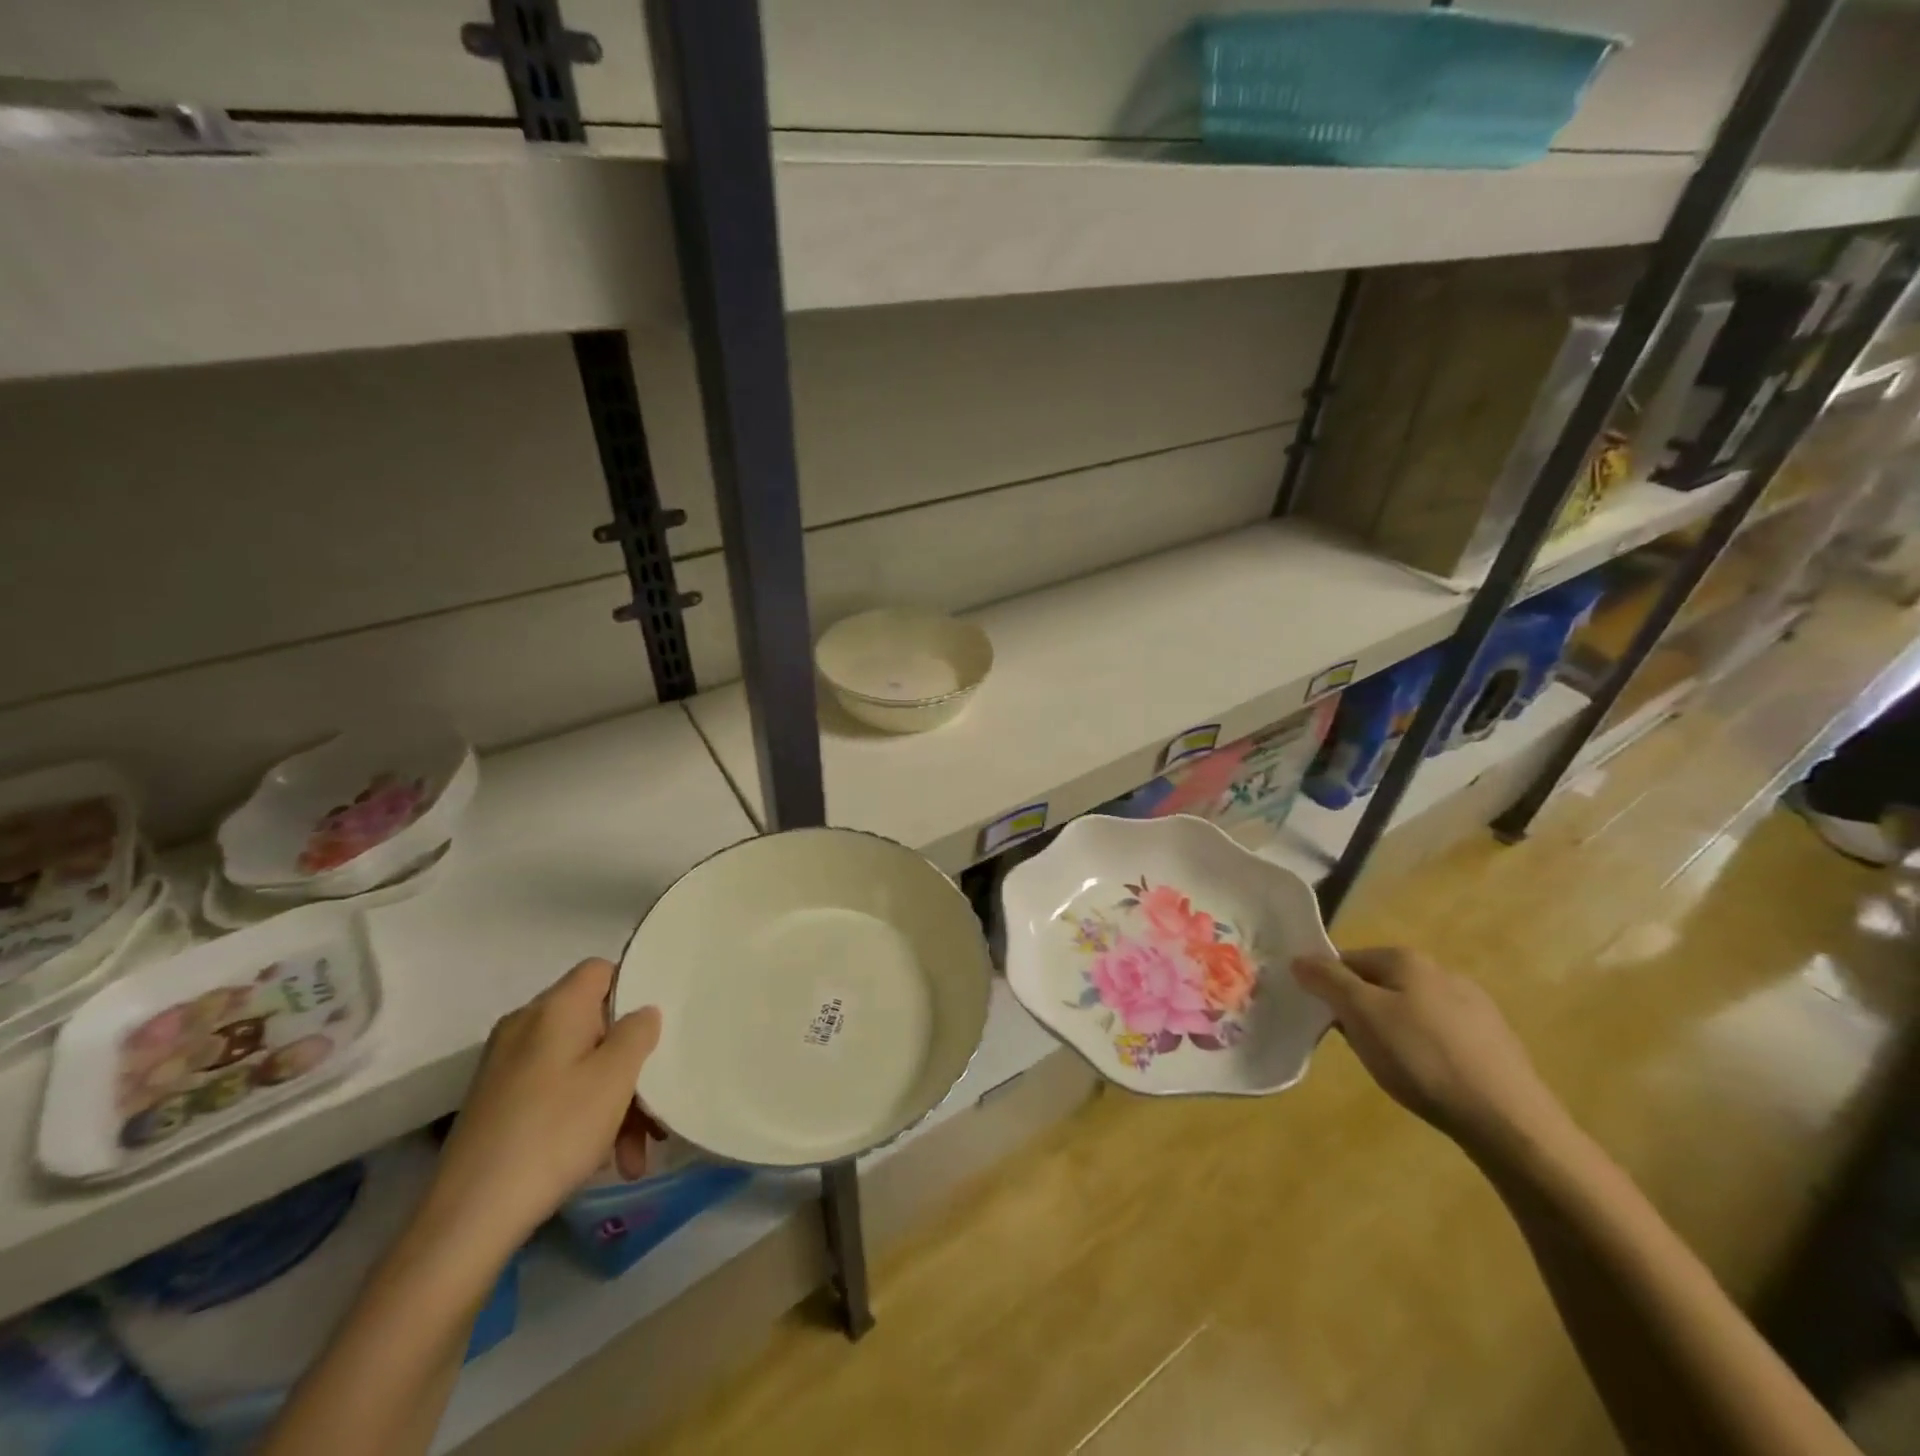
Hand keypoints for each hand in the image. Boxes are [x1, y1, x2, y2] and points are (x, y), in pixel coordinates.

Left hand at [428, 959, 661, 1257]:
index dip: (634, 990)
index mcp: (554, 1009)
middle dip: (631, 1065)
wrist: (467, 1219)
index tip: (657, 1031)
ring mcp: (506, 1067)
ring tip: (634, 1154)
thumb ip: (638, 1032)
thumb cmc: (553, 1132)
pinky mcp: (497, 1104)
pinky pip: (556, 1092)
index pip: (602, 971)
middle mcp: (525, 1027)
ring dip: (613, 1101)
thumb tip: (642, 1012)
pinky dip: (583, 1117)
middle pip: (595, 1025)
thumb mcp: (615, 1077)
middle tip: (655, 1108)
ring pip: (579, 1065)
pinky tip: (603, 1161)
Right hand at [1292, 947, 1568, 1161]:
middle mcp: (1440, 971)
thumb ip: (1327, 981)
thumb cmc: (1422, 1059)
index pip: (1345, 961)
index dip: (1327, 989)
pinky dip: (1424, 1049)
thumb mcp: (1361, 1015)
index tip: (1323, 1022)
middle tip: (1358, 1047)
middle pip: (1377, 984)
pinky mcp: (1493, 1040)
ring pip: (1408, 1009)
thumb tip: (1300, 958)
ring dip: (1391, 1031)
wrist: (1509, 1121)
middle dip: (1360, 1012)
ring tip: (1394, 1068)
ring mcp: (1473, 1005)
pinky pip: (1439, 1034)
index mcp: (1406, 959)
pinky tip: (1428, 1078)